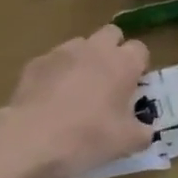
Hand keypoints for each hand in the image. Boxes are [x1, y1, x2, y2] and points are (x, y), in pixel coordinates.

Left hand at [0, 25, 152, 177]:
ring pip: (81, 44)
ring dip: (84, 60)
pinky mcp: (36, 62)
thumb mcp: (126, 143)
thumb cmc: (89, 137)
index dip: (138, 66)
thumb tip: (144, 130)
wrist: (32, 139)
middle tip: (109, 81)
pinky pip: (53, 61)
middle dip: (113, 51)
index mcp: (123, 63)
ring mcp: (63, 52)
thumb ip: (142, 132)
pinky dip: (56, 74)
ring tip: (77, 90)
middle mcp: (95, 48)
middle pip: (112, 34)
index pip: (140, 50)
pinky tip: (50, 99)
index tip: (133, 86)